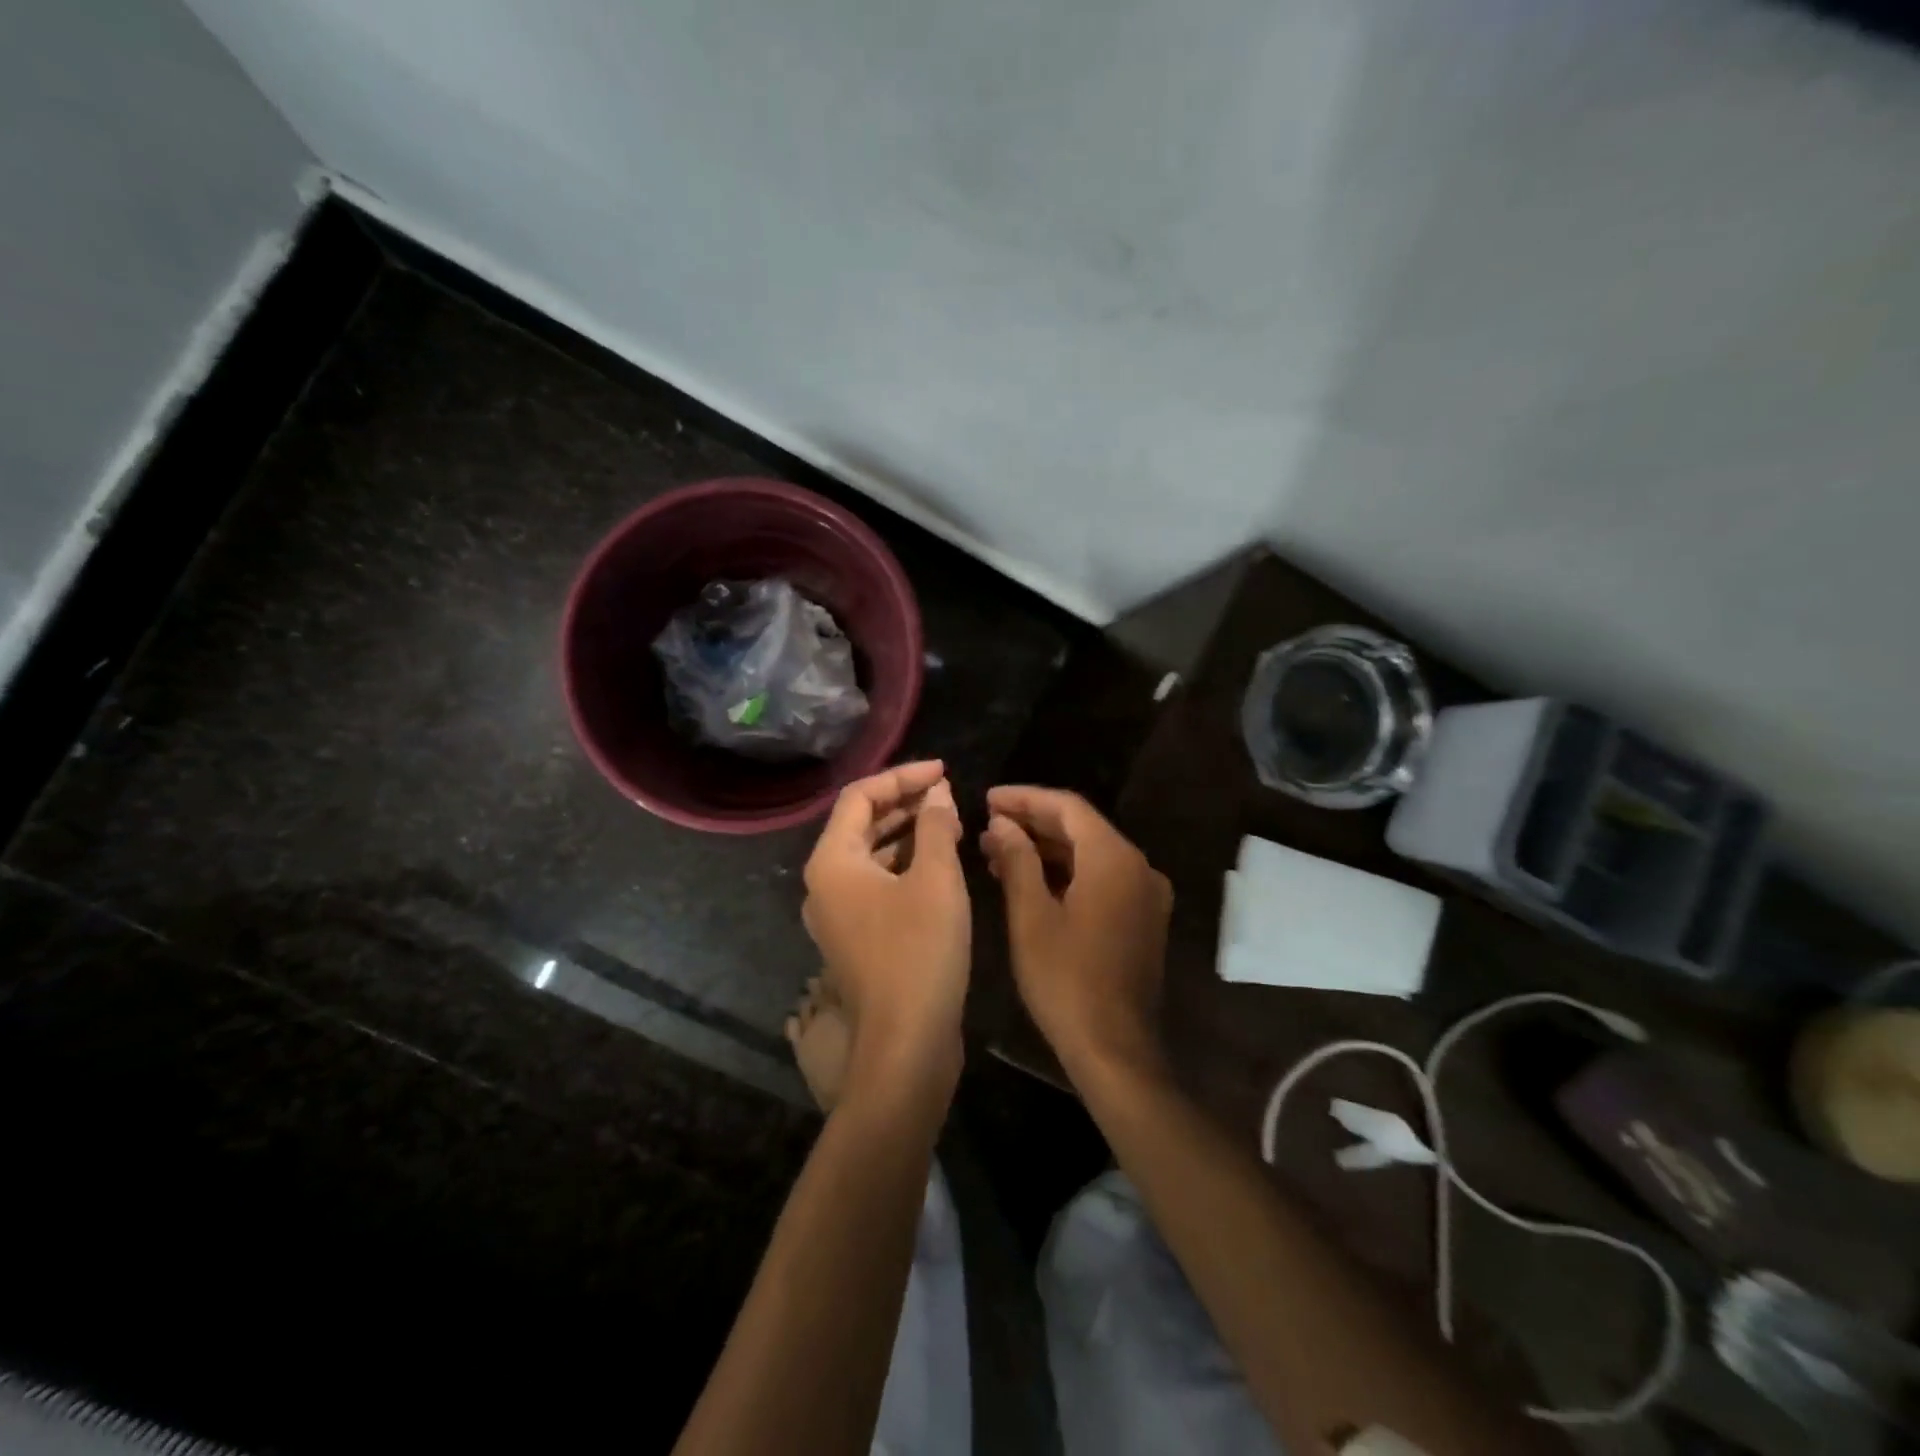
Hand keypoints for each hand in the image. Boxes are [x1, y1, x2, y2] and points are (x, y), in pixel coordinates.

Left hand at [802, 761, 970, 1093]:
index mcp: (832, 861)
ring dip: (908, 833)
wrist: (907, 1043)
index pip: (860, 796)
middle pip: (861, 824)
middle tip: (949, 794)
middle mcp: (824, 883)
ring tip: (950, 822)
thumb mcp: (936, 879)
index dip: (903, 776)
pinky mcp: (856, 937)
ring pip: (871, 855)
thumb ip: (936, 826)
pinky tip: (939, 862)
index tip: (944, 771)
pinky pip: (877, 883)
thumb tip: (938, 793)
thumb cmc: (920, 952)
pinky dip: (905, 865)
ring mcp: (837, 913)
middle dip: (906, 803)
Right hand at [981, 786, 1172, 1076]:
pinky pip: (1101, 878)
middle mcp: (1138, 866)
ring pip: (1090, 853)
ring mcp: (1145, 894)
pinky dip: (1066, 872)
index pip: (1067, 807)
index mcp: (1114, 859)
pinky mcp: (1142, 918)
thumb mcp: (1031, 917)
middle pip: (1081, 827)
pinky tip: (1029, 879)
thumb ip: (1017, 860)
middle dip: (1033, 822)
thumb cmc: (1065, 981)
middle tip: (988, 823)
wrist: (1114, 1049)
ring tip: (997, 850)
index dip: (1025, 798)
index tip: (988, 798)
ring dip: (1046, 848)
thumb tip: (1001, 824)